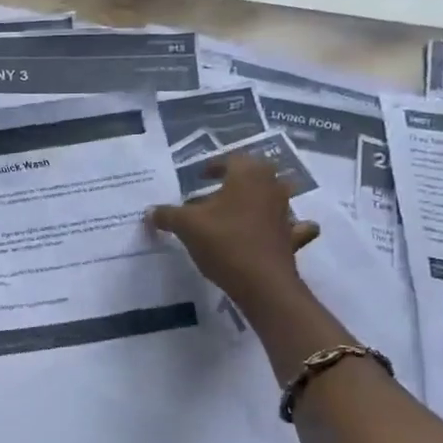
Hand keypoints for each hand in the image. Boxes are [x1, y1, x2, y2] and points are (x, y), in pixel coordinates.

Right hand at [148, 155, 319, 314]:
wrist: (262, 282)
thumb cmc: (224, 242)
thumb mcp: (186, 225)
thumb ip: (167, 214)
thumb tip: (149, 211)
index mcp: (247, 175)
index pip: (231, 160)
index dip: (213, 166)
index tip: (200, 177)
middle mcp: (271, 187)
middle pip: (256, 174)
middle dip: (238, 179)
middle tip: (217, 190)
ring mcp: (286, 211)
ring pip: (275, 196)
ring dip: (259, 199)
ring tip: (238, 211)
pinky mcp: (292, 237)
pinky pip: (293, 225)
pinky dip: (287, 226)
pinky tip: (276, 231)